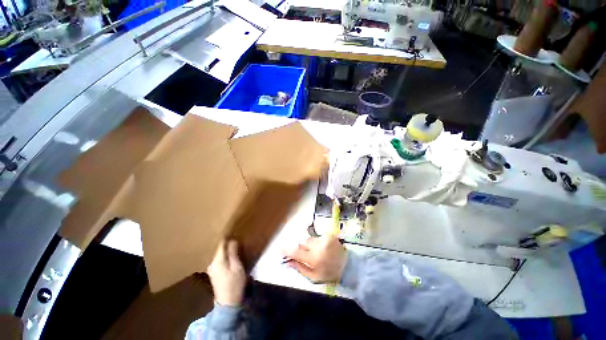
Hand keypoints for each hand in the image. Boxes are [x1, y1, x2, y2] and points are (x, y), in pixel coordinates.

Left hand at [207, 239, 245, 306]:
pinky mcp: (214, 273)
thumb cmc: (234, 284)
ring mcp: (212, 269)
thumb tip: (232, 240)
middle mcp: (212, 263)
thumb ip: (233, 253)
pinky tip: (230, 255)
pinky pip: (219, 259)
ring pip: (219, 254)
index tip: (234, 231)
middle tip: (236, 236)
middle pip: (219, 249)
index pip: (221, 244)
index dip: (227, 237)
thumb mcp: (237, 267)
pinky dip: (225, 255)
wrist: (228, 304)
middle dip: (227, 243)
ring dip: (226, 249)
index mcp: (217, 261)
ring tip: (235, 244)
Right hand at [284, 235, 346, 282]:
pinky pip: (317, 238)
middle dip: (301, 249)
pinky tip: (323, 249)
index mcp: (313, 259)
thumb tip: (288, 262)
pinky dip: (317, 243)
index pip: (295, 251)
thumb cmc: (330, 274)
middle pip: (302, 244)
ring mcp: (324, 239)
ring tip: (318, 253)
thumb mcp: (314, 277)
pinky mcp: (329, 235)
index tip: (279, 249)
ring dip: (309, 246)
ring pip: (309, 240)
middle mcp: (318, 246)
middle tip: (307, 256)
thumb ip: (300, 268)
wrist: (348, 266)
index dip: (286, 250)